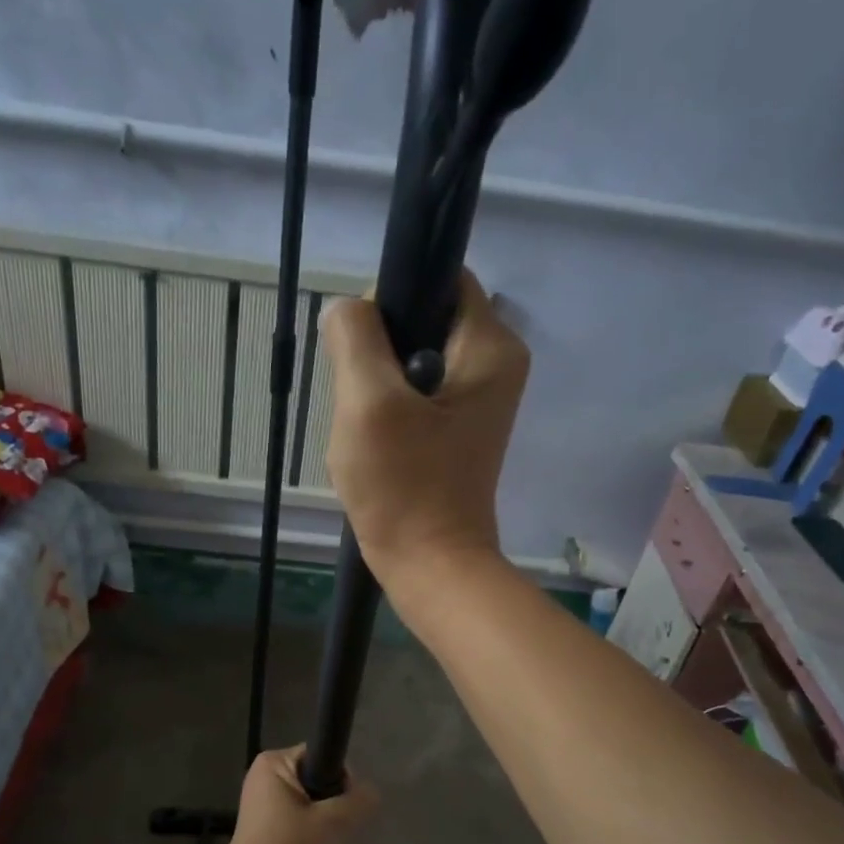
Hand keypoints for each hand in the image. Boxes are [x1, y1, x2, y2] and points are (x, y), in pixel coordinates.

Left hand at [220, 747, 376, 843]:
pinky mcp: (266, 832)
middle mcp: (264, 779)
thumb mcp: (331, 821)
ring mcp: (262, 807)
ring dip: (324, 824)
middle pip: (316, 781)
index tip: (349, 804)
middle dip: (333, 804)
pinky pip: (299, 824)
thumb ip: (358, 801)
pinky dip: (311, 837)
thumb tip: (372, 793)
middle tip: (339, 829)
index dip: (341, 777)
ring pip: (310, 805)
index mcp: (273, 763)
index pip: (320, 755)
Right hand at [323, 270, 529, 595]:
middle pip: (422, 320)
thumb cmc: (404, 487)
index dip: (393, 297)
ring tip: (367, 429)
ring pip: (408, 361)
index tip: (362, 346)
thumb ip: (356, 337)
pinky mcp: (455, 430)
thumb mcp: (368, 403)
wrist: (431, 566)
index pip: (440, 277)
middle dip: (378, 352)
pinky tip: (375, 446)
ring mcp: (476, 401)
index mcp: (490, 346)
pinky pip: (412, 396)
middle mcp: (494, 365)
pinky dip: (386, 413)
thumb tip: (348, 309)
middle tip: (361, 400)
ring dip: (376, 387)